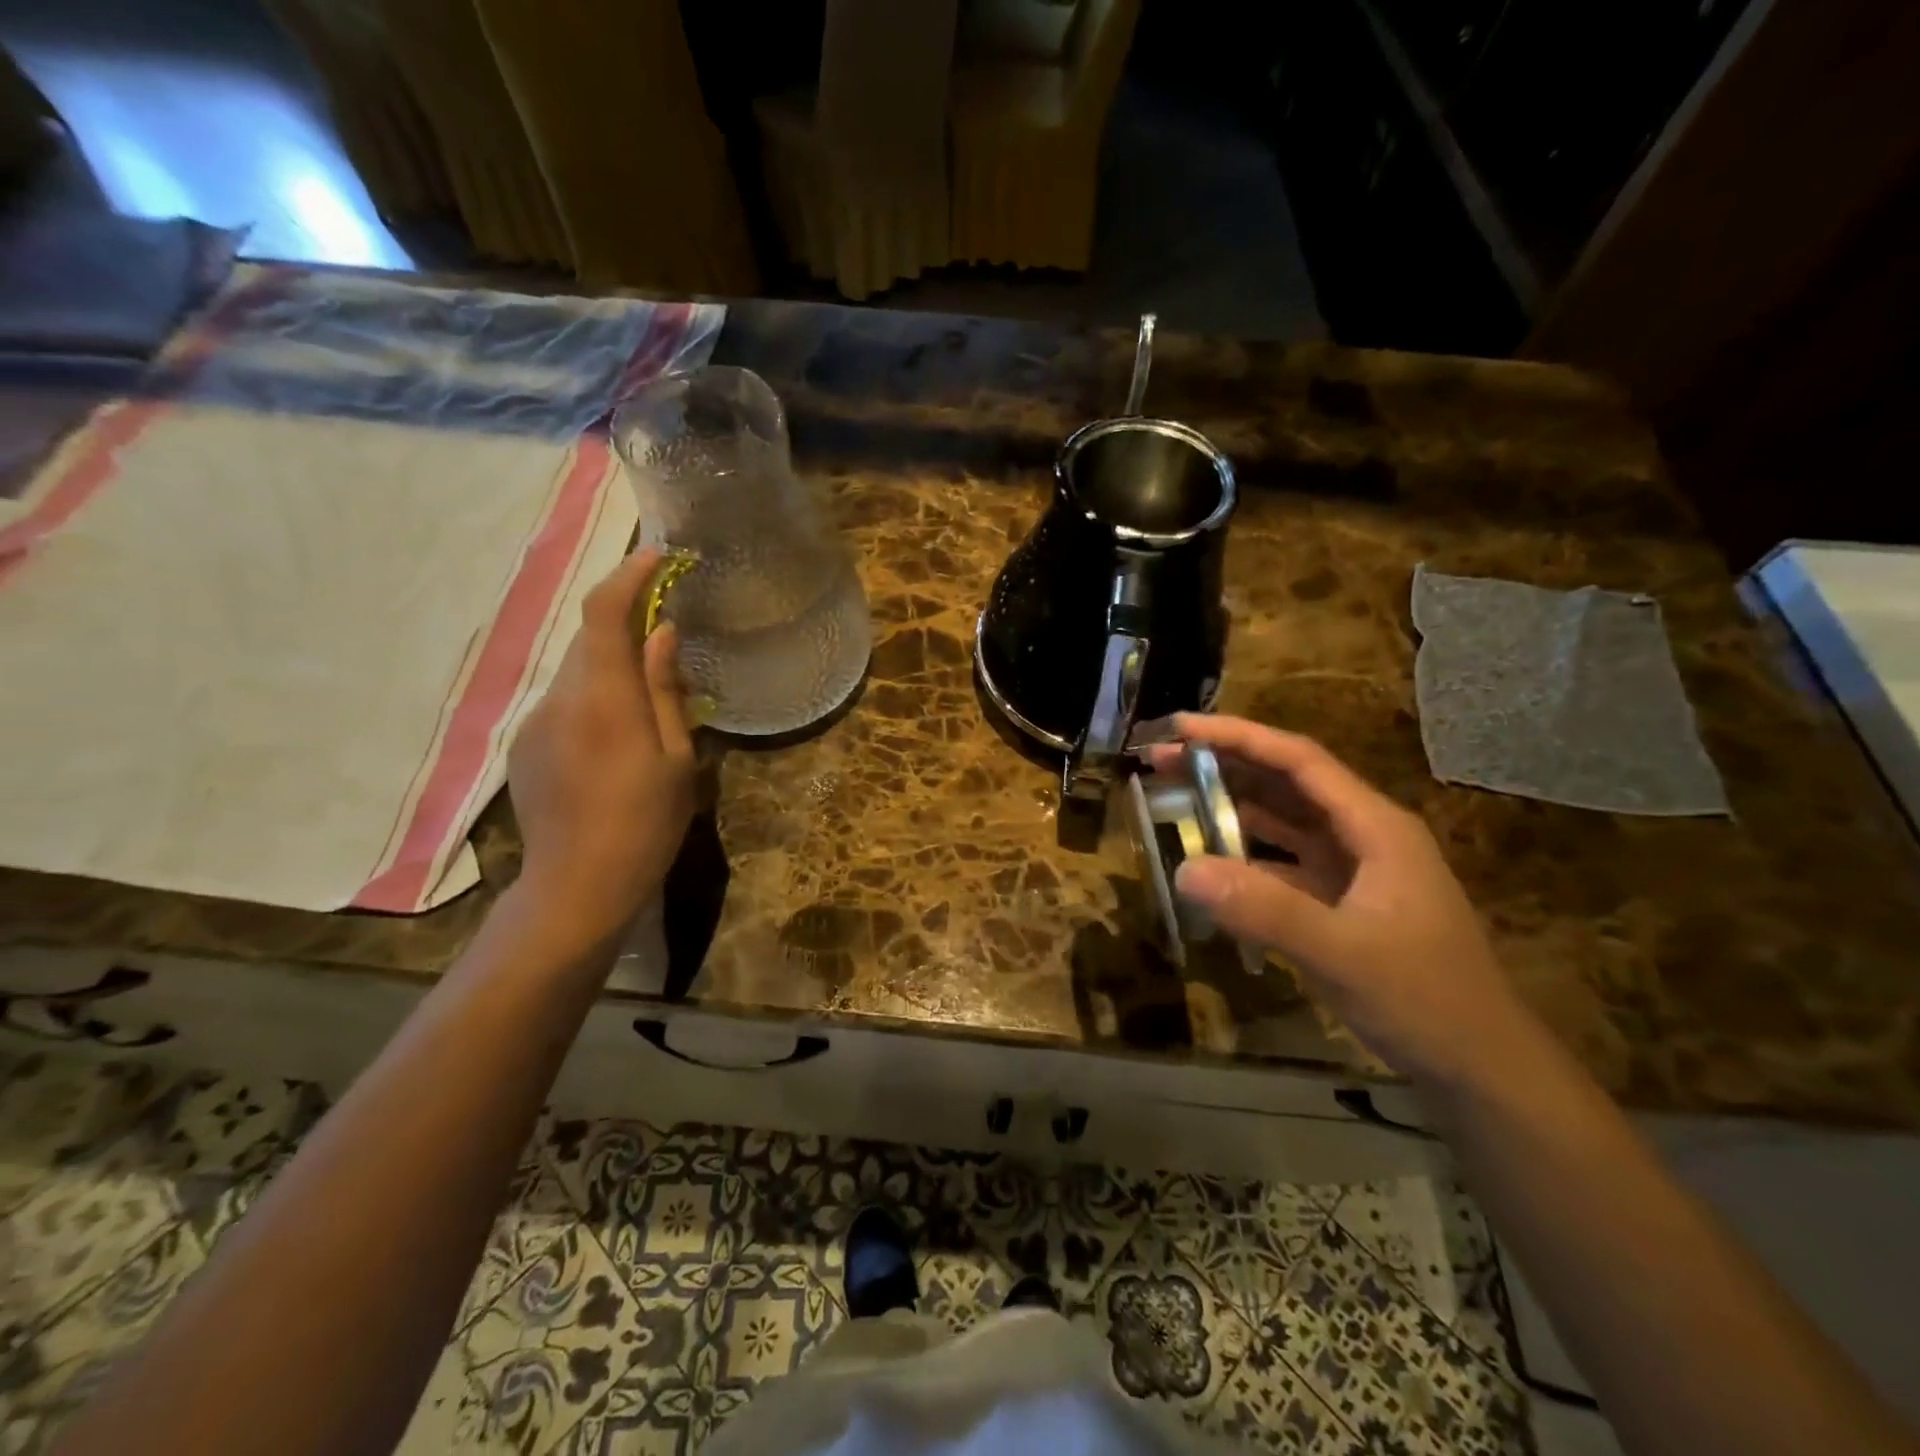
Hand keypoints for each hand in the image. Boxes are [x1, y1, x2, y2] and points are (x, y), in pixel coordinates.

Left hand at [508, 550, 694, 947]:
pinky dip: (593, 692)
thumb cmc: (645, 824)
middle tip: (665, 624)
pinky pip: (564, 700)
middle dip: (625, 617)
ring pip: (577, 669)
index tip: (657, 557)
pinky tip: (616, 732)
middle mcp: (560, 698)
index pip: (604, 613)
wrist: (577, 886)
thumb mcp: (677, 759)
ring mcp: (536, 722)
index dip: (628, 576)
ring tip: (647, 687)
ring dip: (610, 659)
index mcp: (604, 699)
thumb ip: (665, 690)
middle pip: (589, 636)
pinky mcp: (526, 745)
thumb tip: (662, 633)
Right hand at [1153, 714, 1533, 1089]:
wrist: (1480, 1067)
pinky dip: (1244, 853)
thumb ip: (1265, 910)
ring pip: (1282, 820)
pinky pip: (1281, 862)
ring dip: (1231, 803)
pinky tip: (1209, 858)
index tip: (1181, 727)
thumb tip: (1185, 868)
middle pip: (1286, 782)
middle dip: (1224, 764)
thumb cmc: (1425, 1000)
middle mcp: (1363, 835)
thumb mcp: (1344, 953)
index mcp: (1375, 827)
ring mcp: (1352, 869)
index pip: (1298, 761)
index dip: (1238, 737)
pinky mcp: (1340, 901)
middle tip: (1161, 758)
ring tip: (1174, 792)